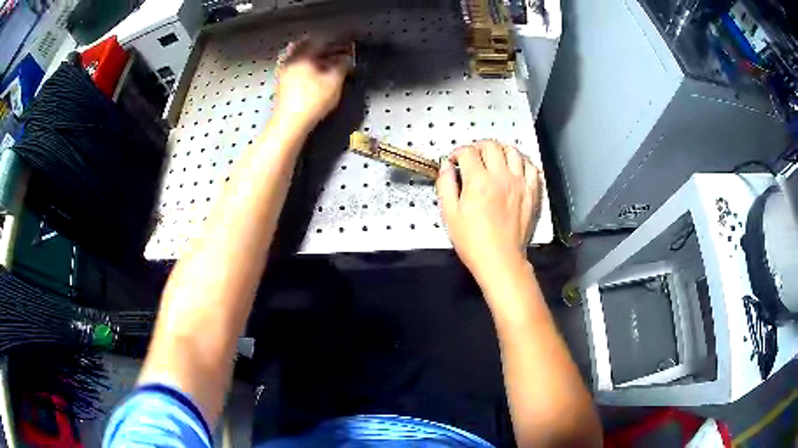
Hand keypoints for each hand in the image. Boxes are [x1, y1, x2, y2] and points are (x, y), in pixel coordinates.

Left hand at [274, 38, 352, 127]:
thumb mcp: (334, 82)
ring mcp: (283, 72)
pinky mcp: (280, 84)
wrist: (290, 124)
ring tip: (321, 58)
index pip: (321, 41)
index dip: (335, 41)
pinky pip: (292, 66)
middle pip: (305, 45)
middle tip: (331, 46)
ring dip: (309, 54)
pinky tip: (308, 71)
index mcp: (303, 55)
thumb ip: (342, 66)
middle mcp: (291, 60)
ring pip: (297, 55)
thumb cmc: (312, 101)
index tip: (344, 42)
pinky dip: (301, 65)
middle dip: (319, 45)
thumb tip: (346, 58)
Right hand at [436, 140, 540, 281]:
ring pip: (513, 151)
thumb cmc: (472, 240)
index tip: (454, 161)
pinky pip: (531, 167)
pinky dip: (522, 162)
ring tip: (494, 158)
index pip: (468, 152)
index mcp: (478, 181)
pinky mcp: (532, 192)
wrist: (500, 259)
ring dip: (501, 150)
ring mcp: (520, 183)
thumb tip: (446, 166)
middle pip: (491, 146)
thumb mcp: (450, 214)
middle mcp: (501, 176)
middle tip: (473, 156)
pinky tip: (515, 167)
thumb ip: (445, 185)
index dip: (457, 153)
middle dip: (478, 146)